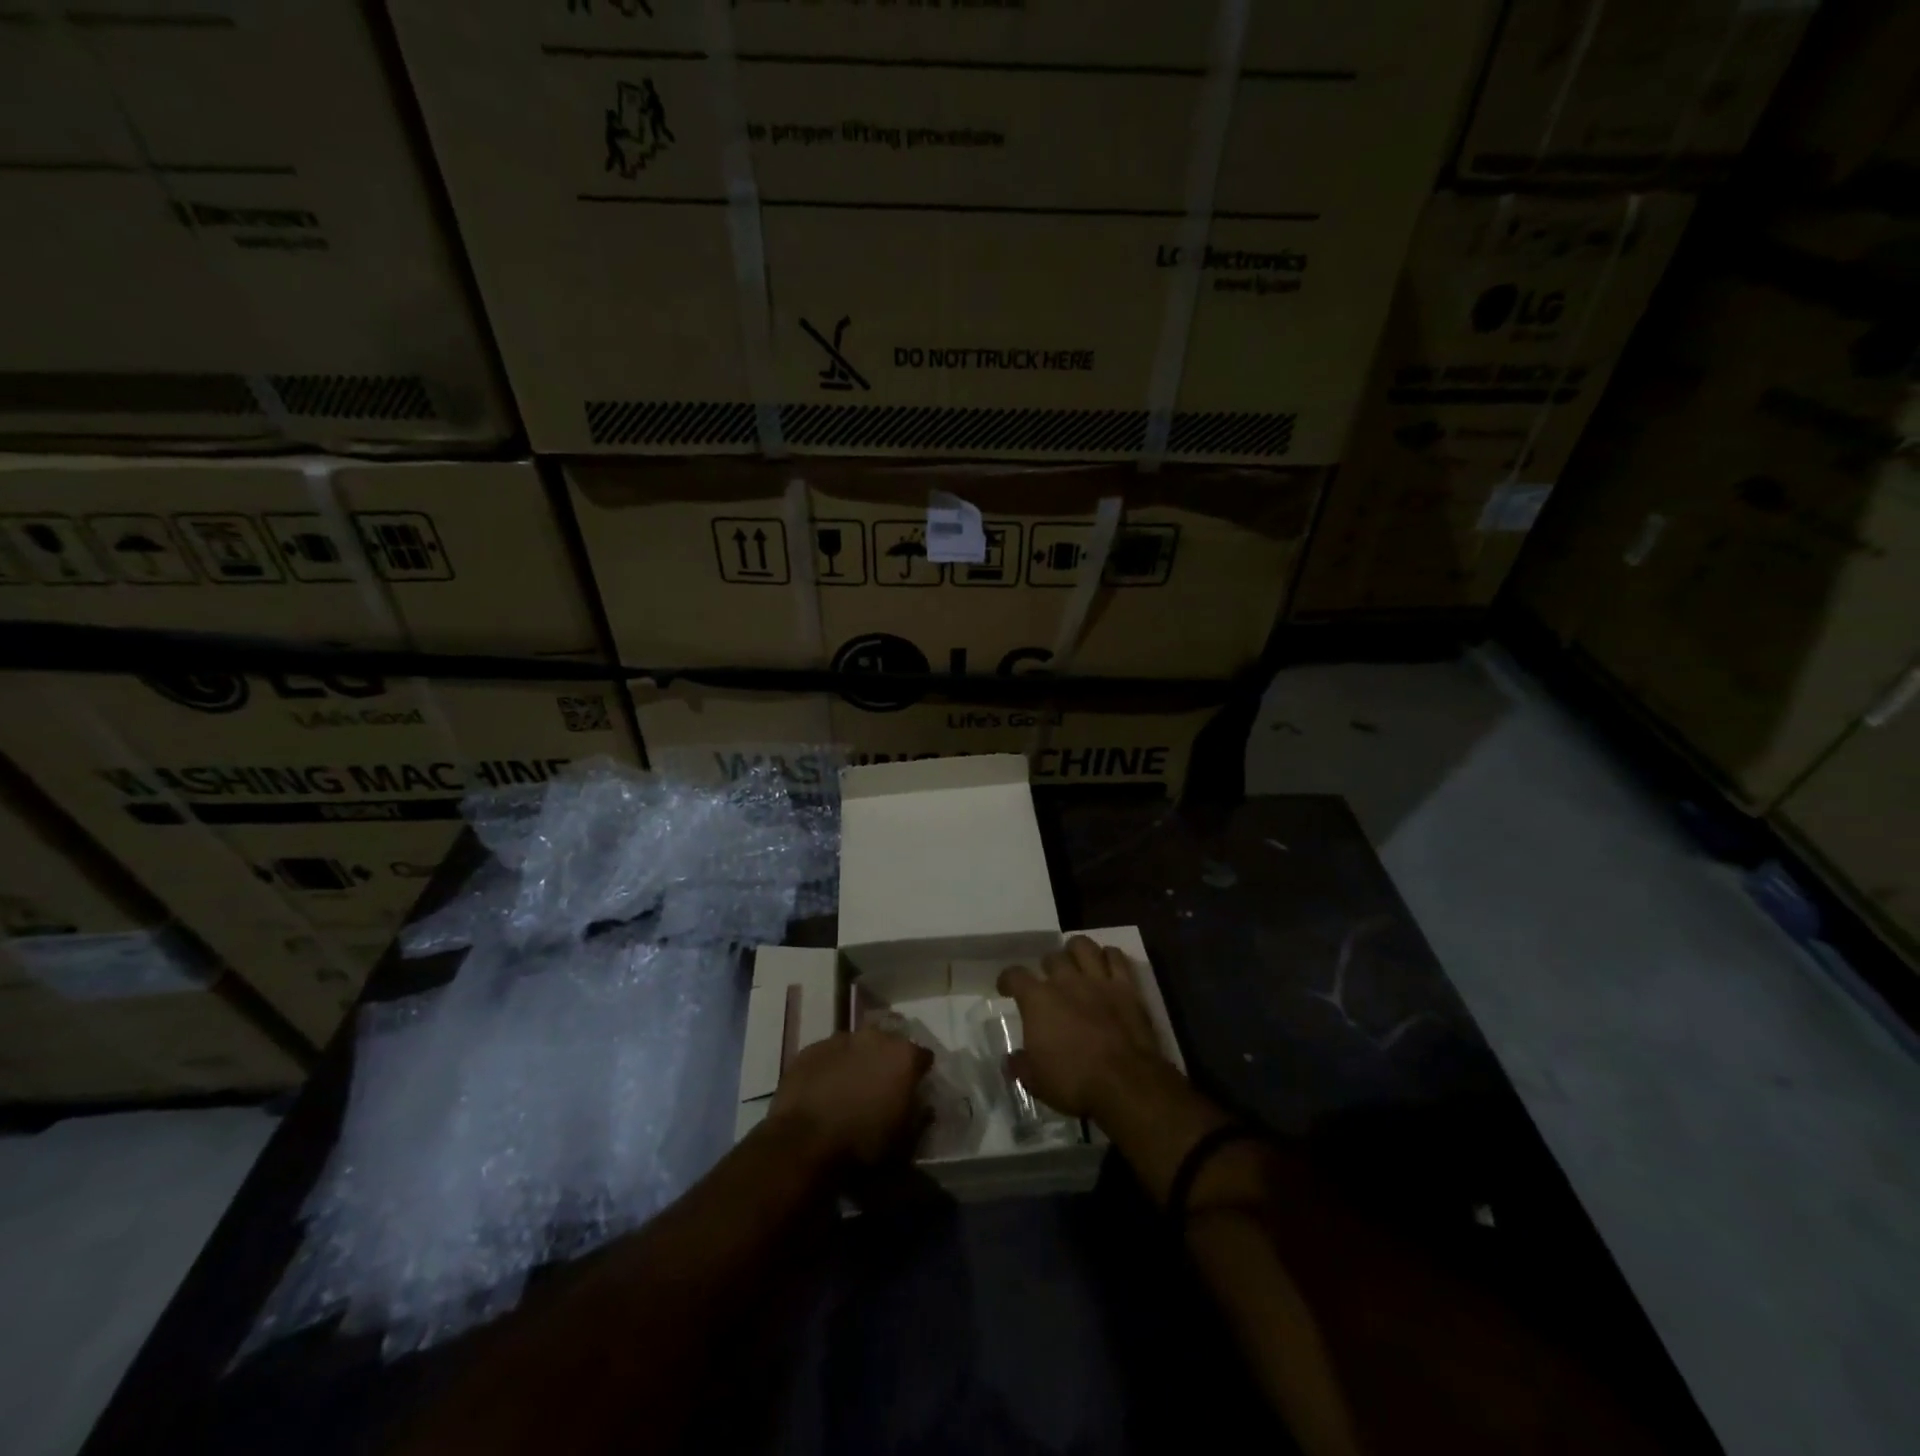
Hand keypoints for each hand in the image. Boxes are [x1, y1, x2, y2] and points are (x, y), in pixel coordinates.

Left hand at [768, 1027, 931, 1166]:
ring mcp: (840, 1039)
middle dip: (887, 1062)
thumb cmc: (862, 1144)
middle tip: (880, 1089)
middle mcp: (875, 1037)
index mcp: (904, 1056)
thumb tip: (924, 1105)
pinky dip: (830, 1068)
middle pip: (888, 1045)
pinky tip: (823, 1091)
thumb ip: (919, 1117)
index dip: (919, 1074)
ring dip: (857, 1062)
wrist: (804, 1143)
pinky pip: (828, 1055)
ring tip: (849, 1090)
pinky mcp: (811, 1049)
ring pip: (856, 1046)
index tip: (913, 1091)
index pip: (923, 1057)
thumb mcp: (904, 1143)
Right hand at [997, 935, 1165, 1120]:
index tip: (1006, 988)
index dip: (1007, 979)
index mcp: (1038, 1000)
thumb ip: (1020, 1065)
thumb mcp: (1036, 1081)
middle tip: (1050, 981)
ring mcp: (1098, 980)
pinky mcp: (1127, 987)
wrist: (1125, 1082)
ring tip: (1076, 963)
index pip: (1015, 975)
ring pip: (1083, 946)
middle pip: (1052, 957)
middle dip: (1048, 966)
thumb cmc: (1074, 1082)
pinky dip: (1110, 956)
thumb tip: (1010, 1059)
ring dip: (1077, 951)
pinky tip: (1107, 965)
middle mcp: (1066, 981)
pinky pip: (1116, 957)